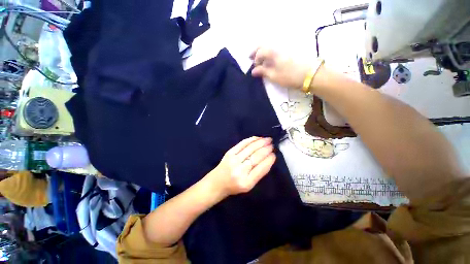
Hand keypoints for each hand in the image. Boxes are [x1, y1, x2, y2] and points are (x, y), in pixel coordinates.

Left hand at [207, 137, 275, 195]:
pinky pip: (242, 144)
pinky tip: (257, 138)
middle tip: (272, 145)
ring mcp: (233, 160)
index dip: (269, 160)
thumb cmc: (234, 186)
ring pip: (250, 148)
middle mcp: (240, 170)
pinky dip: (251, 140)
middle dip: (266, 149)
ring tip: (268, 139)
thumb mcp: (249, 185)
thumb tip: (269, 158)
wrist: (217, 183)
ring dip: (261, 142)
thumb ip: (259, 173)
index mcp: (247, 182)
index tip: (274, 154)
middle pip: (256, 156)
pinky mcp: (229, 153)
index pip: (262, 168)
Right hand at [250, 47, 310, 88]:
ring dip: (263, 52)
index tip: (254, 68)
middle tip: (252, 59)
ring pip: (270, 47)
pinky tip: (269, 60)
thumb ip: (263, 72)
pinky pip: (276, 50)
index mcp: (273, 52)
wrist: (309, 74)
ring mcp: (284, 48)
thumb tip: (253, 71)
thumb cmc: (289, 76)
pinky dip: (270, 54)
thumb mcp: (274, 76)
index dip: (255, 59)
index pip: (260, 51)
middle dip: (256, 52)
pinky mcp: (289, 52)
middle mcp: (278, 47)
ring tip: (260, 61)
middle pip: (264, 45)